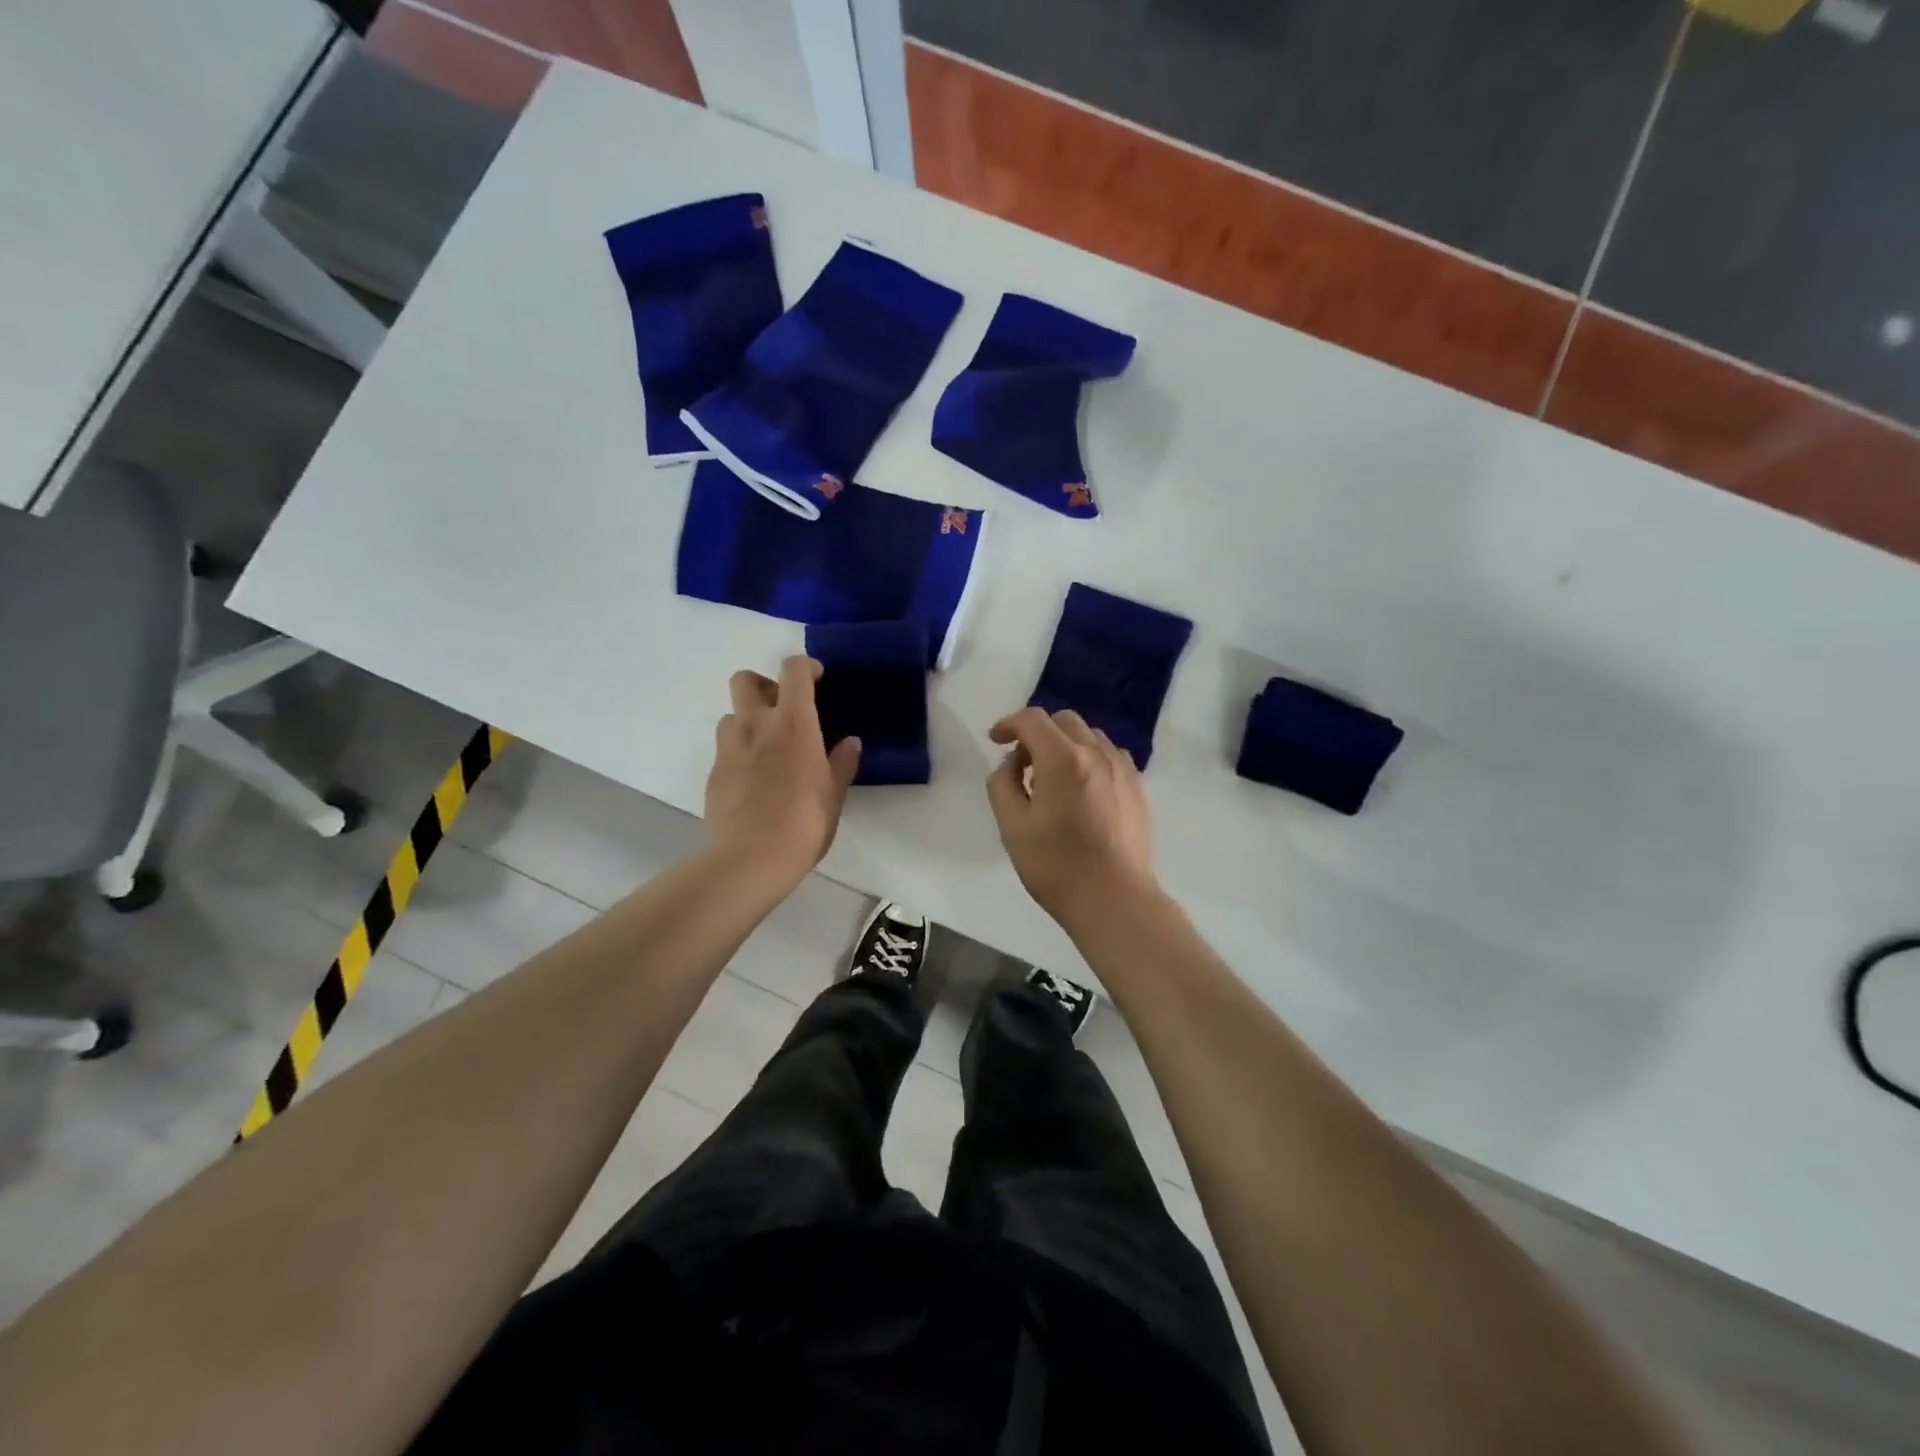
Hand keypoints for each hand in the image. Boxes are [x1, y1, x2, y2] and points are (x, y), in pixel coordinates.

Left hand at [705, 657, 860, 883]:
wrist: (752, 858)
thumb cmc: (805, 822)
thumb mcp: (834, 794)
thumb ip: (842, 763)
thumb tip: (850, 743)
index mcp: (794, 722)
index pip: (793, 670)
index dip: (804, 666)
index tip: (817, 679)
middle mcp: (757, 725)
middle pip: (745, 679)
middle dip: (763, 685)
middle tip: (783, 709)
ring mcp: (729, 748)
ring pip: (730, 715)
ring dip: (747, 721)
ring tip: (766, 747)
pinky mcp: (713, 773)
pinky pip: (725, 749)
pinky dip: (739, 753)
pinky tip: (753, 780)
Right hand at [985, 707, 1158, 929]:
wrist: (1114, 899)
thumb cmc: (1055, 866)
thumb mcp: (1012, 826)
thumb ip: (1003, 783)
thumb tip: (1014, 763)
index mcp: (1062, 759)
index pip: (1032, 719)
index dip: (1009, 724)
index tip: (996, 741)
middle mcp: (1096, 753)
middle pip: (1063, 721)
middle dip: (1037, 732)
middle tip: (1023, 764)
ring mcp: (1122, 768)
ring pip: (1089, 735)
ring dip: (1065, 744)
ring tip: (1053, 778)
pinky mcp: (1137, 786)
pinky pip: (1110, 755)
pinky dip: (1089, 758)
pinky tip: (1082, 788)